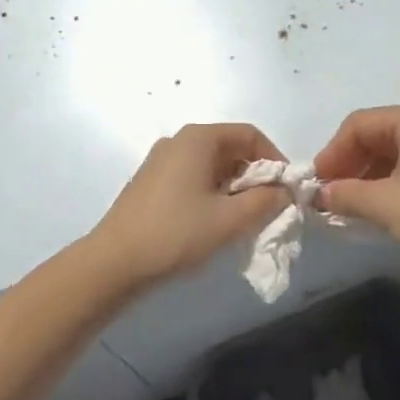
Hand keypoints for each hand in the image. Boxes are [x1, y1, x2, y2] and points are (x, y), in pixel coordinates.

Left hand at [91, 123, 290, 287]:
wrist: (112, 265)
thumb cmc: (176, 234)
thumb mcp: (230, 220)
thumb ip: (265, 201)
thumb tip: (284, 191)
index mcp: (198, 138)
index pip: (250, 135)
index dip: (275, 159)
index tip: (287, 189)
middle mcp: (179, 141)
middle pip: (230, 148)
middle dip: (255, 175)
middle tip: (268, 207)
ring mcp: (161, 161)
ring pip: (212, 165)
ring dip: (234, 187)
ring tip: (244, 219)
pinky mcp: (151, 183)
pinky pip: (193, 178)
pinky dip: (212, 193)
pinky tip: (213, 223)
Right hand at [313, 102, 399, 274]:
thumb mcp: (383, 204)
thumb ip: (345, 194)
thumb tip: (319, 195)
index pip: (358, 125)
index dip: (333, 152)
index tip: (317, 183)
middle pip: (373, 134)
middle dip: (347, 163)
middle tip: (328, 194)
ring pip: (388, 150)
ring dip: (364, 175)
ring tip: (346, 204)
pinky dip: (384, 180)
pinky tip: (372, 205)